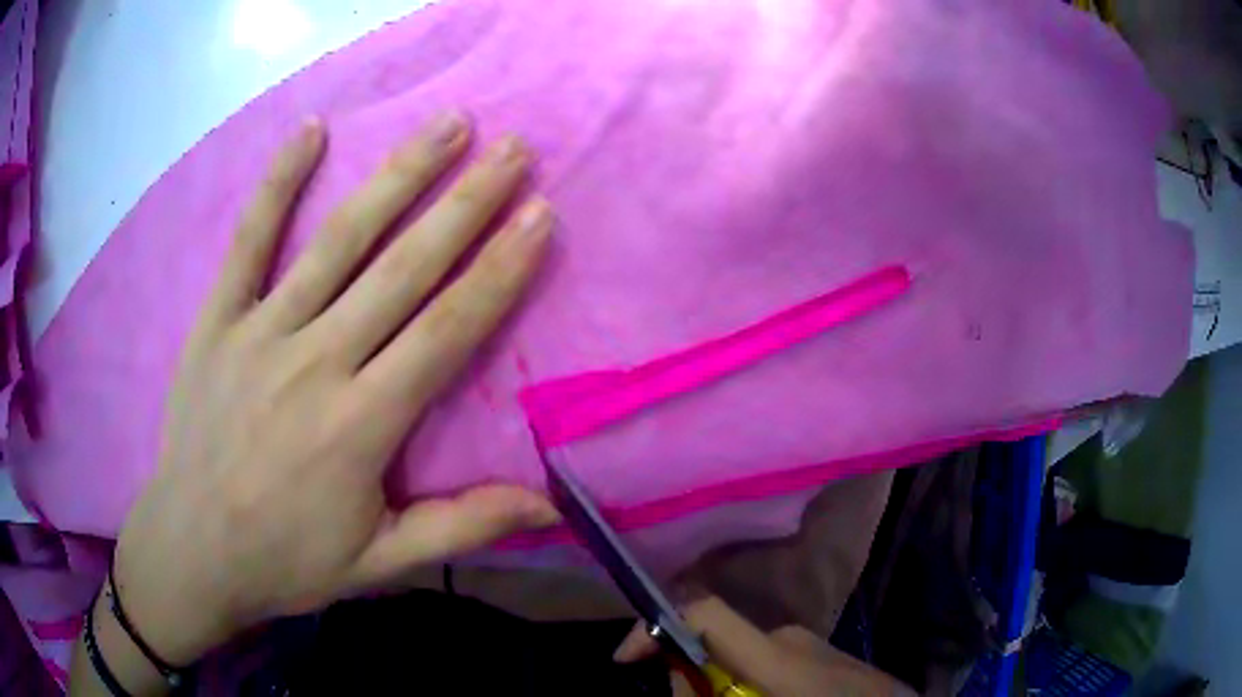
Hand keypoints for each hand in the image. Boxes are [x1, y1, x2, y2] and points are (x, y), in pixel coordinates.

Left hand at [110, 112, 558, 665]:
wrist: (193, 550)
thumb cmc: (287, 560)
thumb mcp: (381, 562)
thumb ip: (464, 525)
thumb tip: (551, 510)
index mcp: (360, 424)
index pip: (447, 330)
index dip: (499, 270)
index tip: (540, 214)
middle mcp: (315, 361)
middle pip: (403, 267)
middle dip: (467, 202)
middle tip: (514, 148)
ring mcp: (261, 331)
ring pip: (339, 240)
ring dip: (397, 176)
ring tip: (448, 124)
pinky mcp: (218, 320)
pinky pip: (249, 240)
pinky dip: (278, 182)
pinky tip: (311, 130)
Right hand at [614, 596, 915, 695]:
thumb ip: (710, 696)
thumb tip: (677, 676)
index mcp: (777, 653)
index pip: (704, 612)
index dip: (654, 626)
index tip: (623, 658)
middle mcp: (789, 637)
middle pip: (715, 641)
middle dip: (687, 673)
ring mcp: (810, 644)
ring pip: (741, 657)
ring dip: (719, 683)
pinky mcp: (822, 655)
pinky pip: (767, 664)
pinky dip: (747, 684)